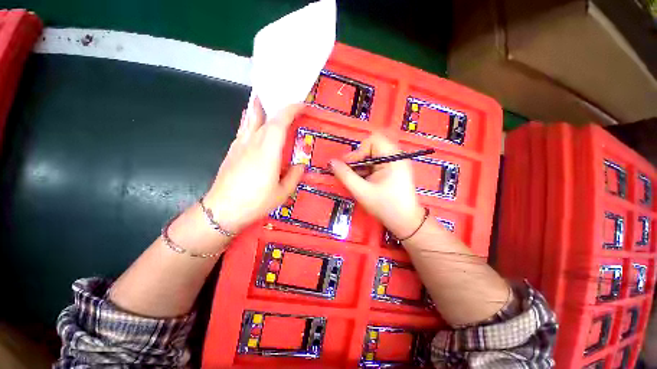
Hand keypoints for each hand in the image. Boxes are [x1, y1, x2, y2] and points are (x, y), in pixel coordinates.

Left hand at [203, 97, 304, 232]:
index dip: (291, 110)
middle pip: (266, 117)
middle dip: (280, 108)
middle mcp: (253, 143)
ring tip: (267, 100)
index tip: (302, 106)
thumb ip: (294, 176)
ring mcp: (240, 145)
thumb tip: (300, 165)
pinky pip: (243, 128)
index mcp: (268, 152)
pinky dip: (251, 119)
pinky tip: (253, 121)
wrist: (222, 210)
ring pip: (250, 118)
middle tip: (291, 106)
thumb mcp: (282, 193)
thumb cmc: (255, 202)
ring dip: (260, 107)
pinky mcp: (232, 150)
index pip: (279, 123)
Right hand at [329, 133, 424, 238]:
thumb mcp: (361, 191)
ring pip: (372, 156)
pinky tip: (363, 182)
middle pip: (372, 147)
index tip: (351, 166)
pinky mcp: (393, 171)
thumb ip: (345, 175)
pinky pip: (376, 164)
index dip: (359, 150)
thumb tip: (332, 162)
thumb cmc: (385, 206)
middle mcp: (396, 156)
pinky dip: (366, 171)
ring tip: (356, 180)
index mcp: (393, 158)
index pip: (373, 140)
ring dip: (361, 166)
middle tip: (351, 173)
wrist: (405, 222)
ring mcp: (395, 164)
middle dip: (359, 159)